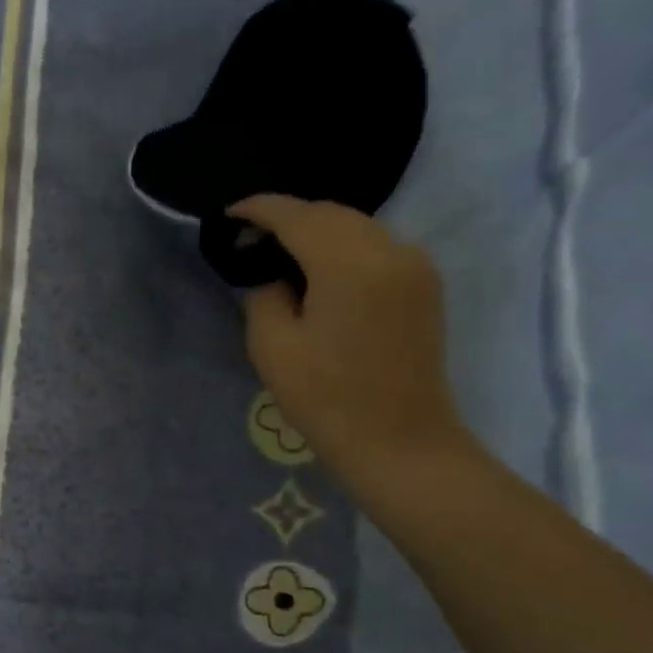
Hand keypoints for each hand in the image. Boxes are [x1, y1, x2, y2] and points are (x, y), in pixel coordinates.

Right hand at [232, 195, 469, 488]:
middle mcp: (390, 250)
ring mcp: (415, 264)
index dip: (258, 209)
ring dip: (315, 228)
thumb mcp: (272, 346)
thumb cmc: (327, 399)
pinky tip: (318, 266)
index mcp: (349, 265)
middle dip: (287, 216)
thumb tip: (266, 269)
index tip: (228, 214)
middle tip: (249, 237)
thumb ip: (263, 293)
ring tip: (279, 251)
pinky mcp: (424, 282)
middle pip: (329, 212)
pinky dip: (341, 243)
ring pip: (355, 224)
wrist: (401, 442)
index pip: (296, 216)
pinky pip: (375, 243)